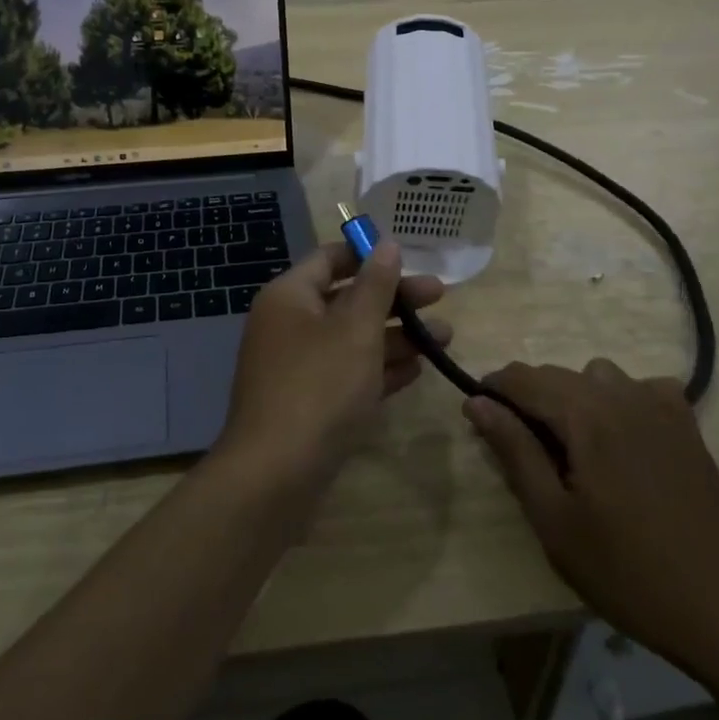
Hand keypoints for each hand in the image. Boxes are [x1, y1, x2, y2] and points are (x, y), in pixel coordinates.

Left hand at [215, 240, 448, 490]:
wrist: (275, 475)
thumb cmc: (318, 386)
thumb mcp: (355, 329)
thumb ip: (376, 284)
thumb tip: (387, 244)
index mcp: (290, 296)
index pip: (331, 258)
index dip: (370, 255)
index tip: (411, 260)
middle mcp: (288, 324)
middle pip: (347, 298)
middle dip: (394, 299)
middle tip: (440, 299)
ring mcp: (296, 366)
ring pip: (352, 339)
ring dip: (396, 336)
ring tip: (444, 339)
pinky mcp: (308, 403)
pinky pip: (348, 374)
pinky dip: (380, 369)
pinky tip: (417, 371)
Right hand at [465, 360, 718, 674]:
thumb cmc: (627, 572)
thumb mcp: (554, 519)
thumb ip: (513, 450)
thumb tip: (476, 401)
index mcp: (586, 414)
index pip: (522, 378)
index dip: (492, 389)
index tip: (477, 416)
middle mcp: (621, 394)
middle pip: (556, 374)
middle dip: (528, 397)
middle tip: (520, 446)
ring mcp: (660, 406)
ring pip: (597, 375)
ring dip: (573, 396)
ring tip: (572, 445)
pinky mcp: (686, 425)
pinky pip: (641, 387)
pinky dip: (620, 399)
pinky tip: (623, 436)